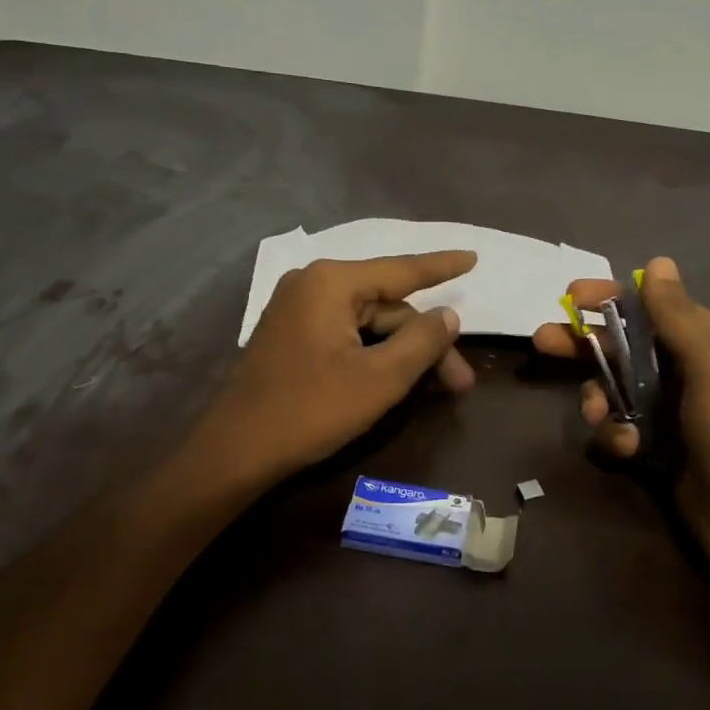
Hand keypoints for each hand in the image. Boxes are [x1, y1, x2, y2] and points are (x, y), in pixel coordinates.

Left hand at [188, 251, 476, 489]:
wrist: (235, 452)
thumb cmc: (310, 410)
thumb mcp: (379, 379)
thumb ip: (421, 341)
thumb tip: (448, 315)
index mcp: (332, 283)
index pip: (402, 269)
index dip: (442, 266)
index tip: (473, 257)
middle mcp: (313, 285)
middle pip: (387, 306)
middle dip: (426, 342)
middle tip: (460, 382)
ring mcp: (298, 310)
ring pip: (369, 323)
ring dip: (403, 352)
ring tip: (438, 387)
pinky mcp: (292, 336)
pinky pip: (347, 333)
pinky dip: (376, 353)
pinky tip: (398, 378)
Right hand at [532, 256, 709, 581]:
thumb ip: (678, 314)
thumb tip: (658, 262)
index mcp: (708, 341)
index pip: (652, 307)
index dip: (611, 298)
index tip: (572, 296)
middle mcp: (687, 370)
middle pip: (623, 345)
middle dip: (584, 345)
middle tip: (542, 341)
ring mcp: (668, 410)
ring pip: (613, 388)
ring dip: (598, 398)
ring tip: (598, 414)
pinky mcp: (654, 445)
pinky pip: (618, 426)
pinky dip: (614, 434)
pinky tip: (626, 449)